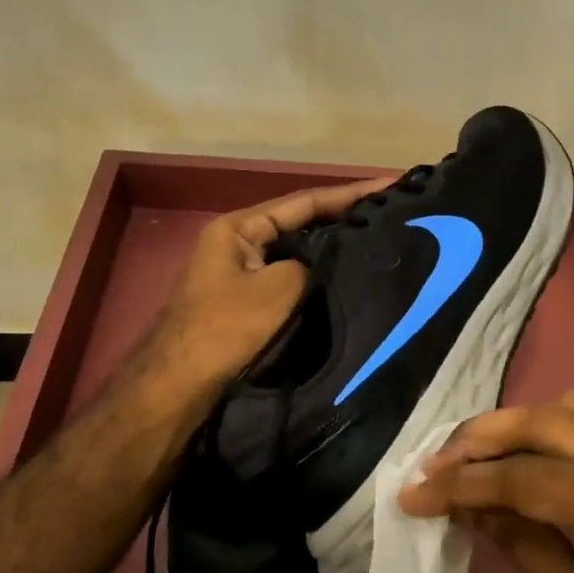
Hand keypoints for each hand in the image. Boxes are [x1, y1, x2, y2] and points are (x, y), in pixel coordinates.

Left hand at [152, 176, 393, 389]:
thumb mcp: (279, 287)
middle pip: (302, 225)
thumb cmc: (227, 328)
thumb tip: (331, 265)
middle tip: (392, 215)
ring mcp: (243, 276)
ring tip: (380, 244)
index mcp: (240, 228)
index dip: (350, 194)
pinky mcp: (249, 306)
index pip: (304, 202)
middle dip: (344, 220)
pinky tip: (348, 282)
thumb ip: (312, 264)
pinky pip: (293, 282)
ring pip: (299, 255)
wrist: (181, 387)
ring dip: (334, 251)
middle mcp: (240, 244)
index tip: (391, 185)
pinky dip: (320, 279)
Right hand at [398, 392, 573, 572]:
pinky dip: (553, 430)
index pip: (524, 476)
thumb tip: (475, 510)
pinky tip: (530, 457)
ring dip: (517, 425)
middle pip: (544, 420)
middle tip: (436, 462)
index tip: (413, 494)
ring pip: (571, 409)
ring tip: (475, 456)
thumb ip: (529, 550)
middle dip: (481, 437)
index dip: (461, 484)